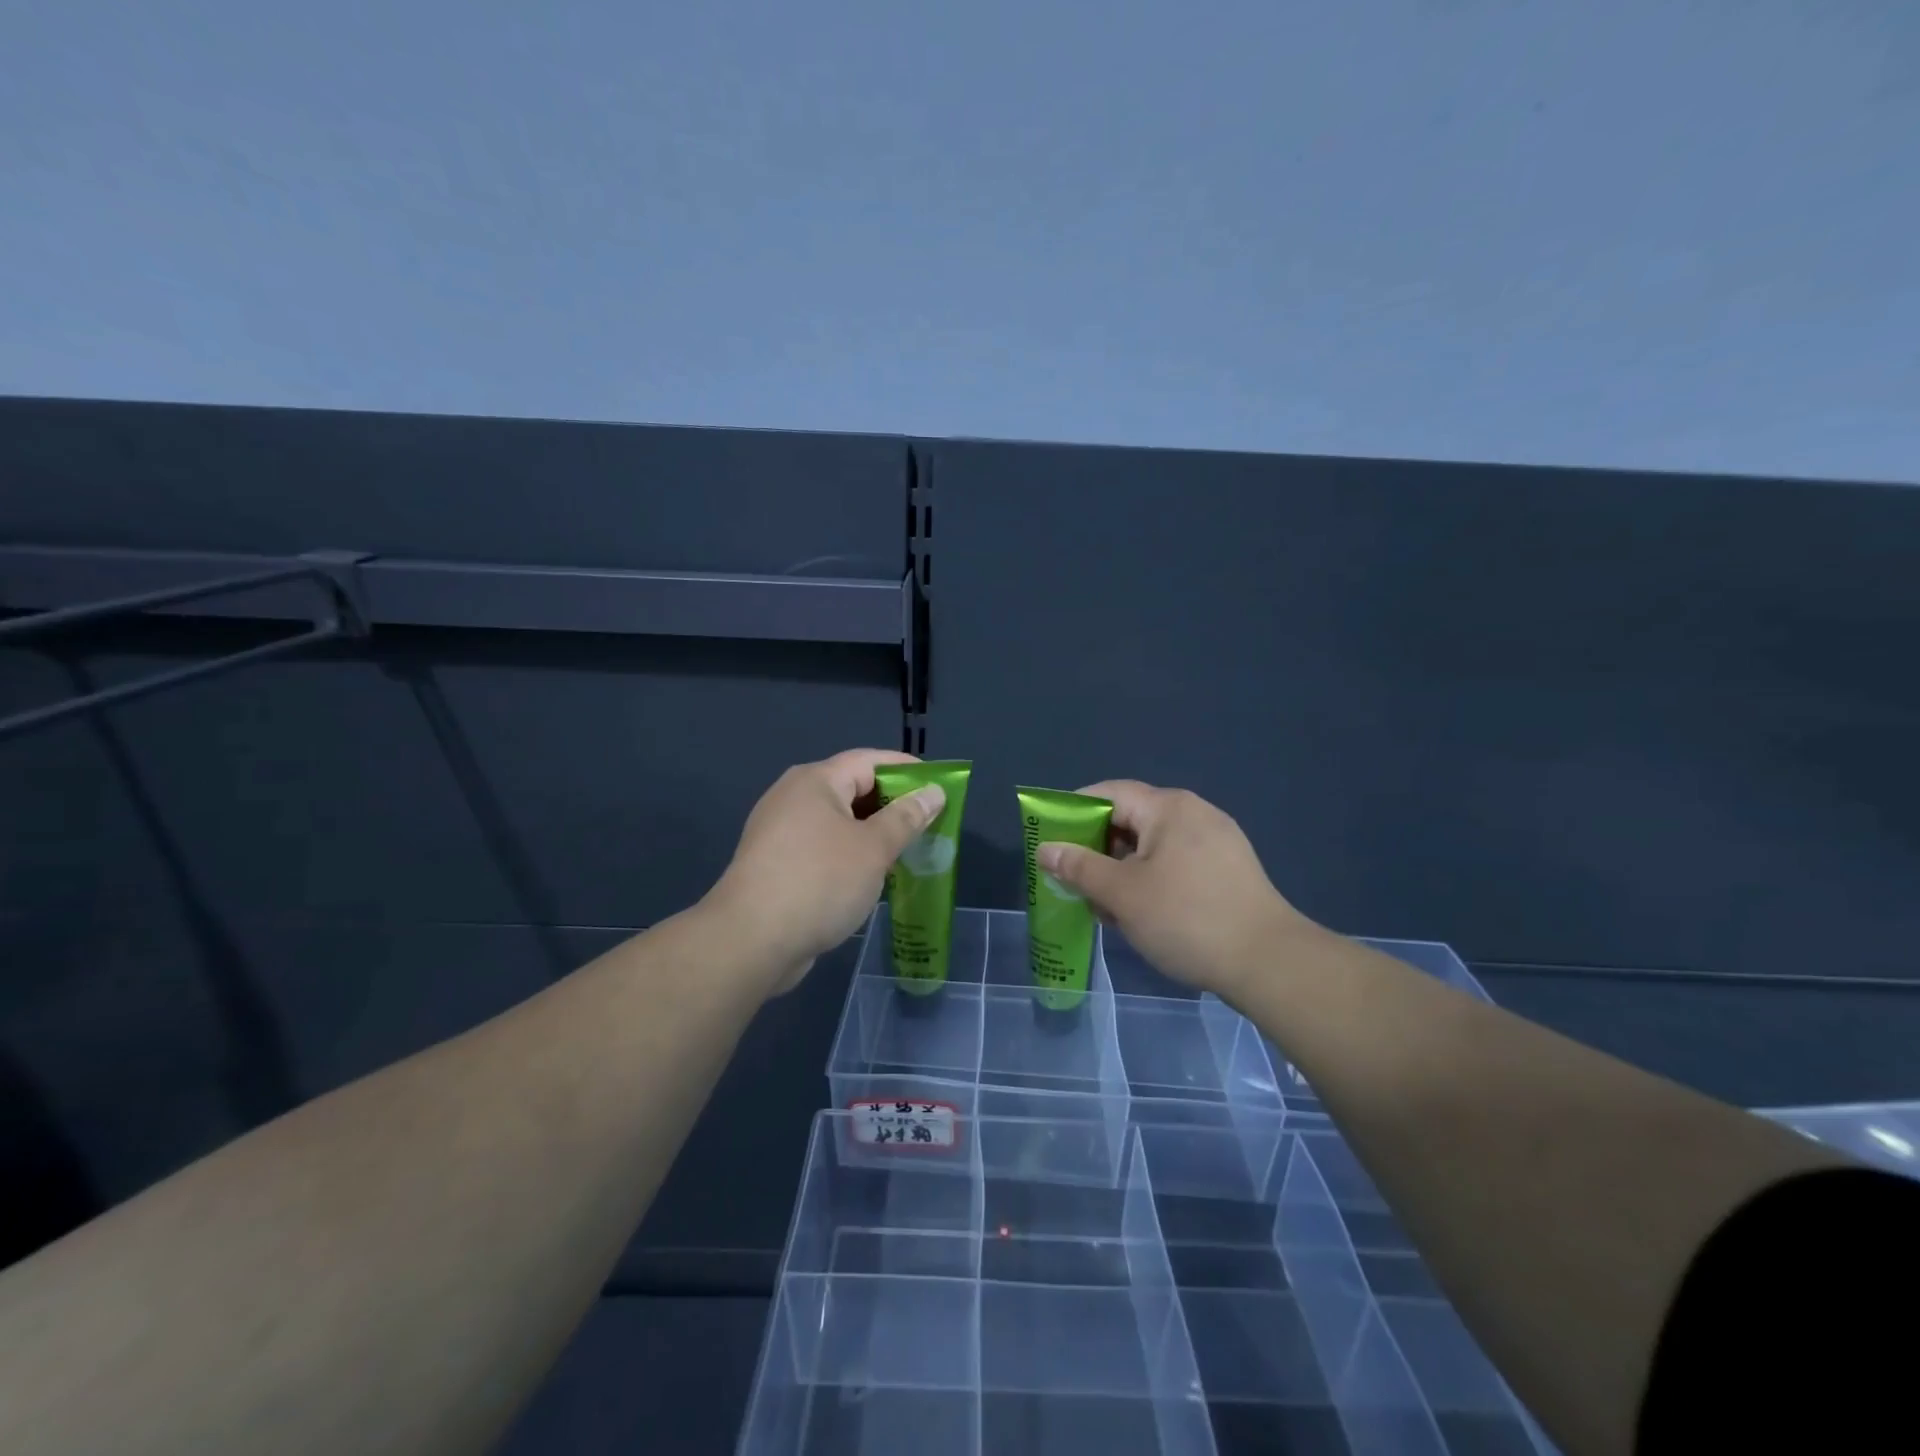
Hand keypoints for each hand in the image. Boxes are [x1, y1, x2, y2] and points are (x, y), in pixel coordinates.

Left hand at [706, 749, 945, 993]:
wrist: (750, 941)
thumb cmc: (819, 882)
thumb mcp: (874, 848)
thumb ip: (906, 818)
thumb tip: (933, 792)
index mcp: (816, 781)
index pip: (870, 761)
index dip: (907, 771)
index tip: (939, 787)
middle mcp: (793, 797)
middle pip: (852, 788)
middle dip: (892, 805)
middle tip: (928, 824)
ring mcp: (779, 831)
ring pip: (838, 821)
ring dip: (872, 833)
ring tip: (906, 852)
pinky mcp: (775, 864)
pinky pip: (822, 846)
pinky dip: (849, 854)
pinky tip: (870, 877)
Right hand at [1035, 780, 1315, 997]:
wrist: (1269, 963)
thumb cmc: (1187, 919)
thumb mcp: (1122, 894)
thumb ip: (1079, 867)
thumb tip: (1045, 849)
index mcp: (1169, 808)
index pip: (1109, 793)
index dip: (1074, 811)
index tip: (1050, 838)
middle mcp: (1194, 813)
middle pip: (1131, 819)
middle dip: (1096, 848)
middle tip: (1072, 879)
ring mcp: (1217, 842)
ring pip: (1152, 846)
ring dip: (1121, 869)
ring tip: (1103, 906)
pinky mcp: (1228, 870)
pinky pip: (1175, 863)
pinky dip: (1149, 880)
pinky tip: (1140, 913)